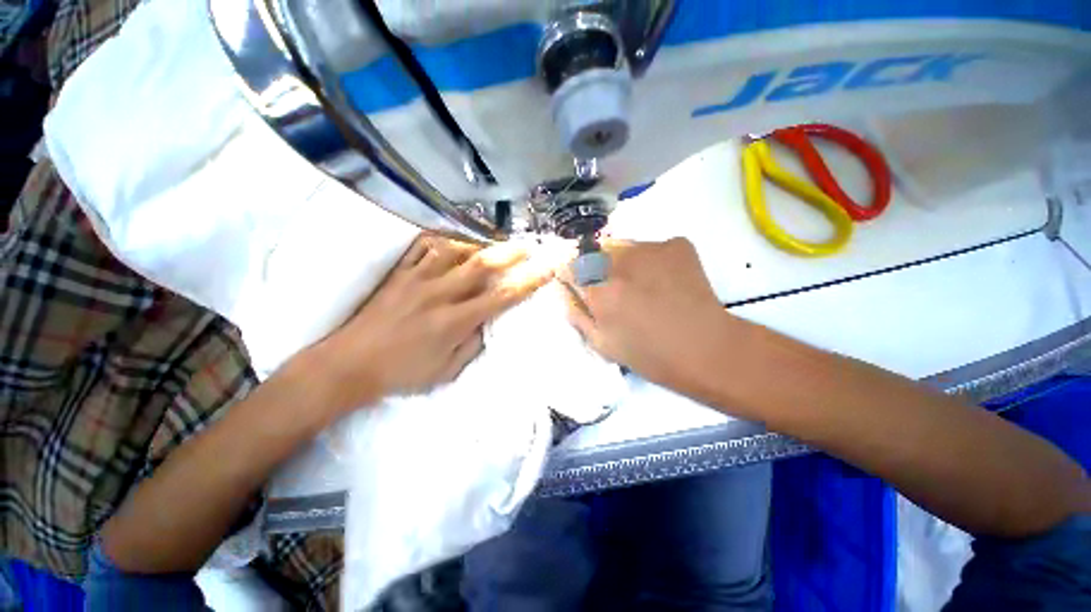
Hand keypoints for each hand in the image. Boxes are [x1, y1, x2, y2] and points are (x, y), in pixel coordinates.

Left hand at [306, 235, 552, 413]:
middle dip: (509, 253)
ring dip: (478, 245)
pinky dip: (442, 241)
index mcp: (455, 321)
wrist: (349, 365)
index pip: (501, 297)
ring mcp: (417, 279)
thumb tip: (487, 322)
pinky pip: (423, 248)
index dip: (528, 282)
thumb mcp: (446, 371)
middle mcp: (439, 294)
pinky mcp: (399, 274)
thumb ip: (472, 344)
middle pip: (481, 265)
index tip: (547, 269)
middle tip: (527, 246)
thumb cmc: (402, 373)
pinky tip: (452, 243)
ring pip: (454, 250)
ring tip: (492, 245)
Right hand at [562, 238, 733, 399]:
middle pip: (593, 253)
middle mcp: (620, 262)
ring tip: (642, 286)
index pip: (570, 267)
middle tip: (617, 290)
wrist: (706, 348)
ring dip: (623, 263)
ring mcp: (650, 248)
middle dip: (597, 269)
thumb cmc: (649, 355)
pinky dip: (651, 261)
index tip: (582, 285)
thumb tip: (562, 290)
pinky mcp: (676, 244)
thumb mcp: (602, 344)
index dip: (573, 276)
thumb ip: (576, 314)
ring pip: (622, 248)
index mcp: (599, 290)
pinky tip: (664, 281)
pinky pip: (650, 247)